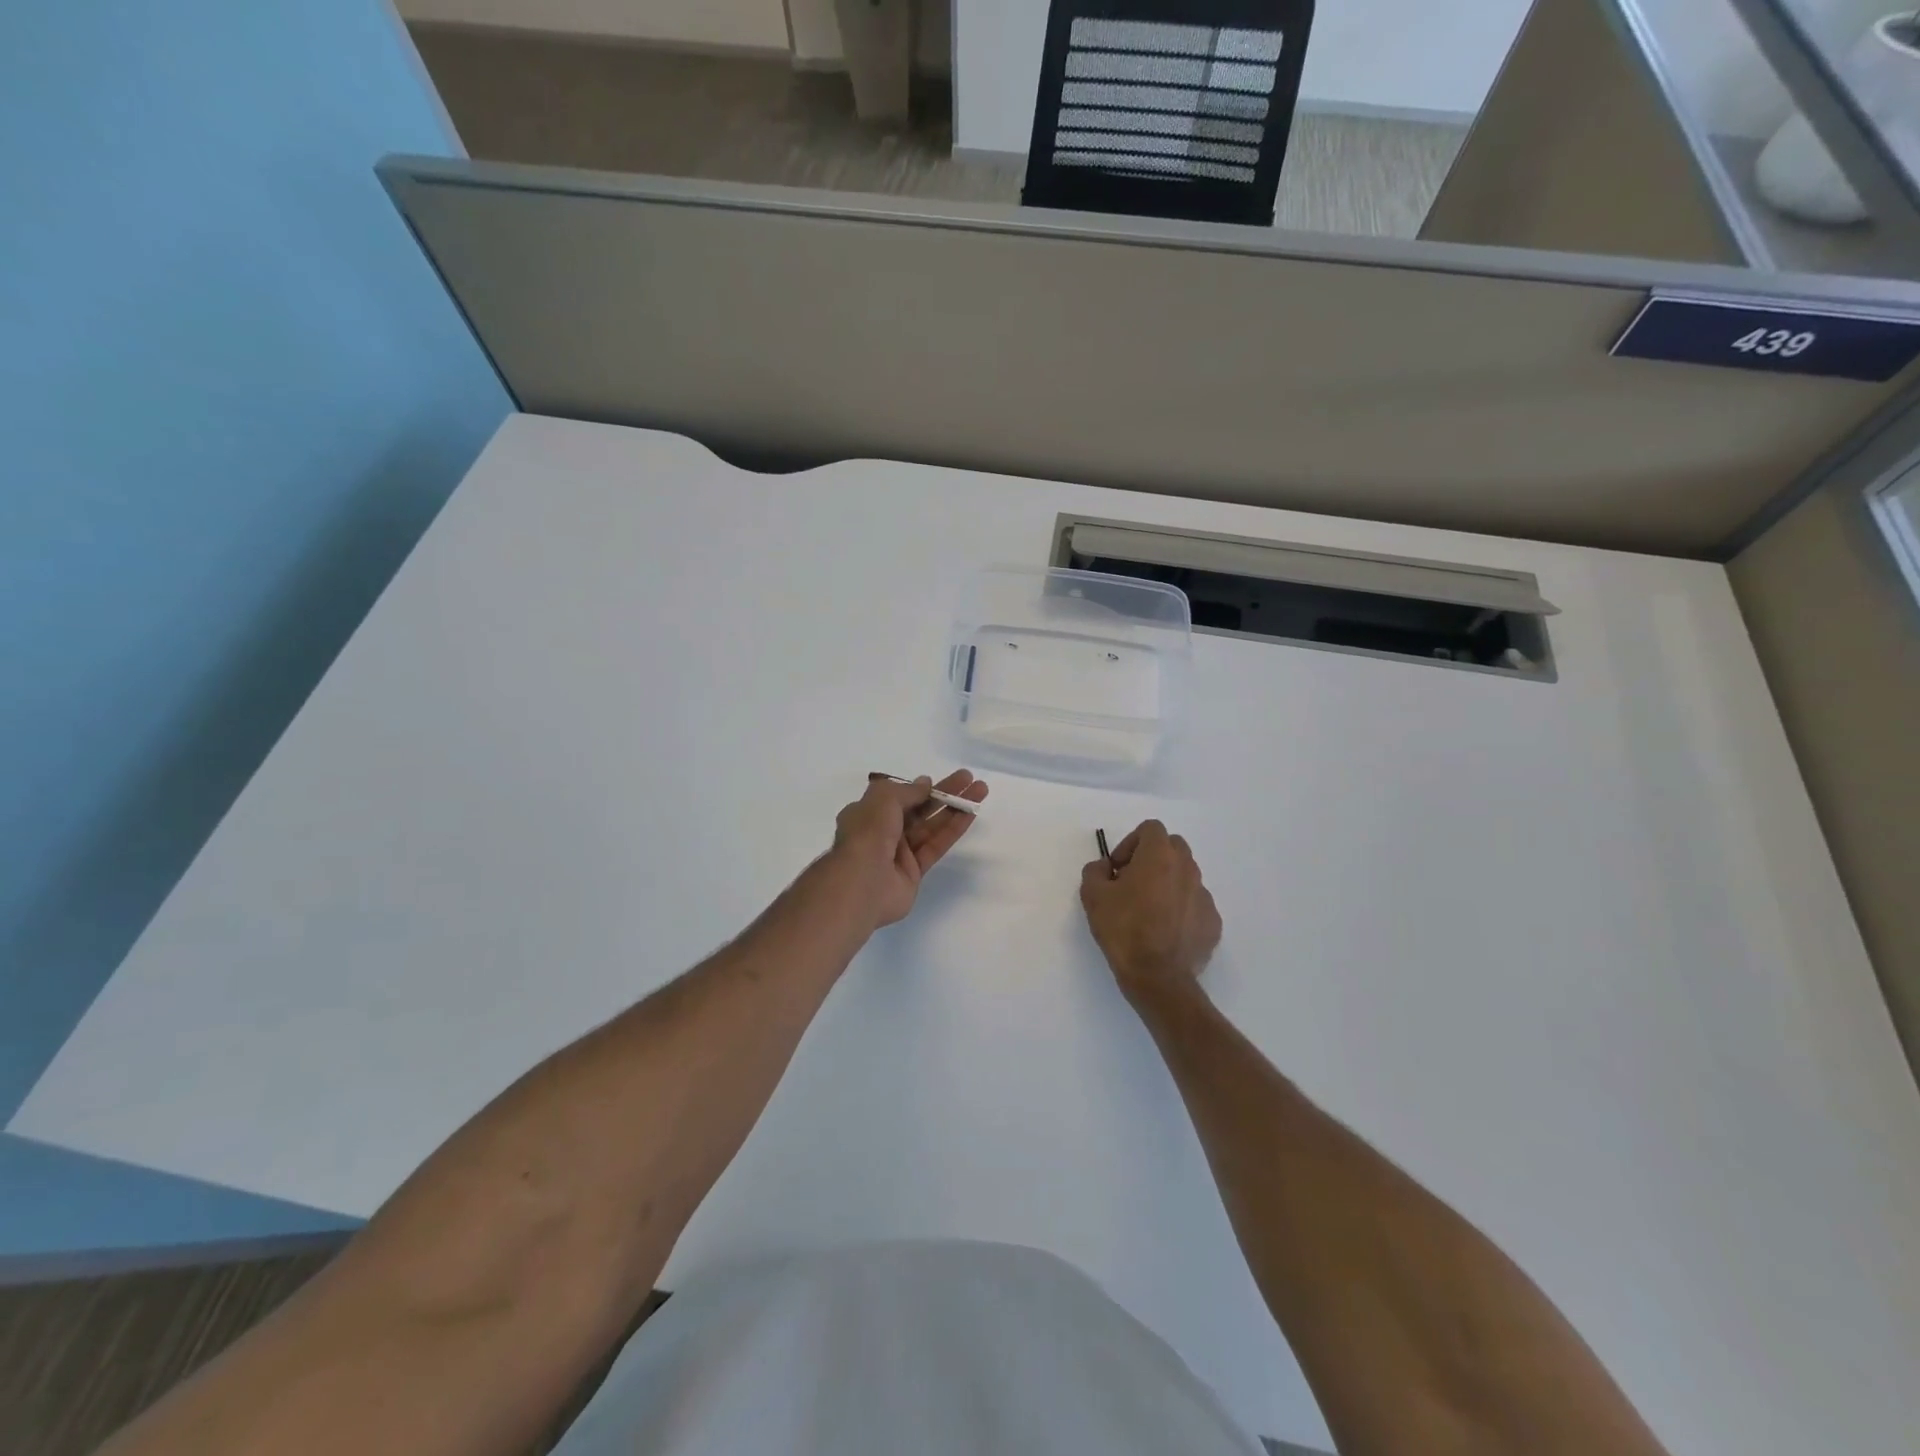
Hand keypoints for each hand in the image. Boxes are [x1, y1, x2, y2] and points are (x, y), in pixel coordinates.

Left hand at [830, 770, 988, 928]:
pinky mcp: (914, 872)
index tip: (937, 780)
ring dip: (955, 809)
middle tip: (969, 779)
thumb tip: (925, 783)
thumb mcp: (883, 799)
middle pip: (919, 809)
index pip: (896, 797)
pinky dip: (953, 830)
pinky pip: (936, 846)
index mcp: (867, 813)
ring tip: (980, 791)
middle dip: (944, 794)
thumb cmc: (867, 834)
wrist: (862, 883)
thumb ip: (908, 791)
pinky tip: (971, 814)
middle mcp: (882, 832)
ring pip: (931, 826)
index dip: (918, 788)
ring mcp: (899, 853)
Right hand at [1080, 820, 1221, 1007]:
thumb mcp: (1092, 895)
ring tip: (1149, 911)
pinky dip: (1181, 909)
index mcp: (1159, 856)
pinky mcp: (1213, 922)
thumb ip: (1096, 870)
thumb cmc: (1123, 930)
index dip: (1130, 842)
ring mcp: (1204, 896)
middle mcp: (1187, 869)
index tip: (1118, 868)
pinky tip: (1165, 931)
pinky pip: (1194, 904)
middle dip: (1152, 858)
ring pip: (1185, 876)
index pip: (1150, 828)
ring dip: (1167, 883)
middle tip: (1132, 883)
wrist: (1158, 978)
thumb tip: (1106, 867)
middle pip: (1173, 847)